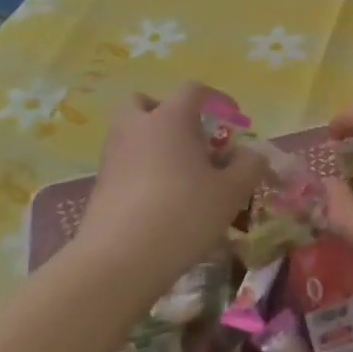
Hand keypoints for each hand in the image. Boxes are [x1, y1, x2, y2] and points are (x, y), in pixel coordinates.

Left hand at [74, 84, 268, 313]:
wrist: (118, 261)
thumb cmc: (183, 214)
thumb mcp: (231, 192)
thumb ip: (249, 166)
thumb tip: (253, 154)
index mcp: (170, 118)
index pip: (193, 90)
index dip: (217, 99)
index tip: (233, 119)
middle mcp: (137, 128)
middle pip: (144, 102)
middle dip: (165, 112)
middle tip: (189, 138)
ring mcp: (113, 157)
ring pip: (130, 133)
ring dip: (152, 143)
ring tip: (179, 175)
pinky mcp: (99, 187)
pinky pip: (124, 164)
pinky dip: (140, 172)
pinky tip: (160, 201)